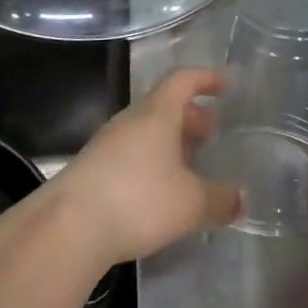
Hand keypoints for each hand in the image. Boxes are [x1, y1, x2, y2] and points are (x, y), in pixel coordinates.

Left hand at [57, 68, 241, 265]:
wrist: (66, 229)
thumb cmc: (137, 200)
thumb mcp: (190, 204)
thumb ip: (220, 200)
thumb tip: (241, 199)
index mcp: (157, 113)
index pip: (183, 80)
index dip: (206, 78)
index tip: (226, 84)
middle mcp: (131, 121)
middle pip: (164, 106)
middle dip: (191, 117)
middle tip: (212, 134)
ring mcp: (107, 145)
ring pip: (146, 132)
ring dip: (170, 142)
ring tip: (190, 167)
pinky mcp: (92, 171)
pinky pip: (130, 154)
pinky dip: (151, 163)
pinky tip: (160, 193)